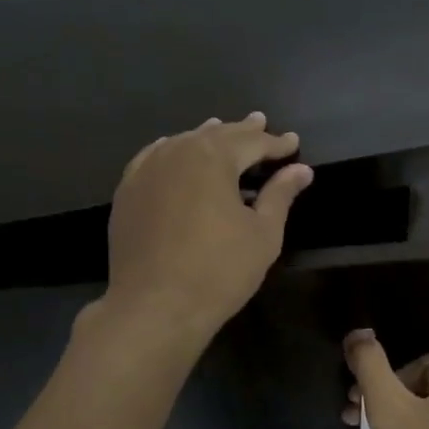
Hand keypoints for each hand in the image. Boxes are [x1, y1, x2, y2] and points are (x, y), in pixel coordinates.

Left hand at [103, 112, 312, 348]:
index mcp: (213, 158)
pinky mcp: (127, 192)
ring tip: (221, 128)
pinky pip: (153, 158)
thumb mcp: (262, 234)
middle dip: (242, 131)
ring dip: (206, 137)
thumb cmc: (219, 271)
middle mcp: (177, 152)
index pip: (252, 142)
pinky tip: (174, 151)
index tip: (294, 142)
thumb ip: (280, 195)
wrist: (155, 306)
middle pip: (216, 135)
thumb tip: (300, 170)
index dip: (276, 143)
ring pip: (182, 143)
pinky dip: (171, 151)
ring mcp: (146, 170)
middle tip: (261, 122)